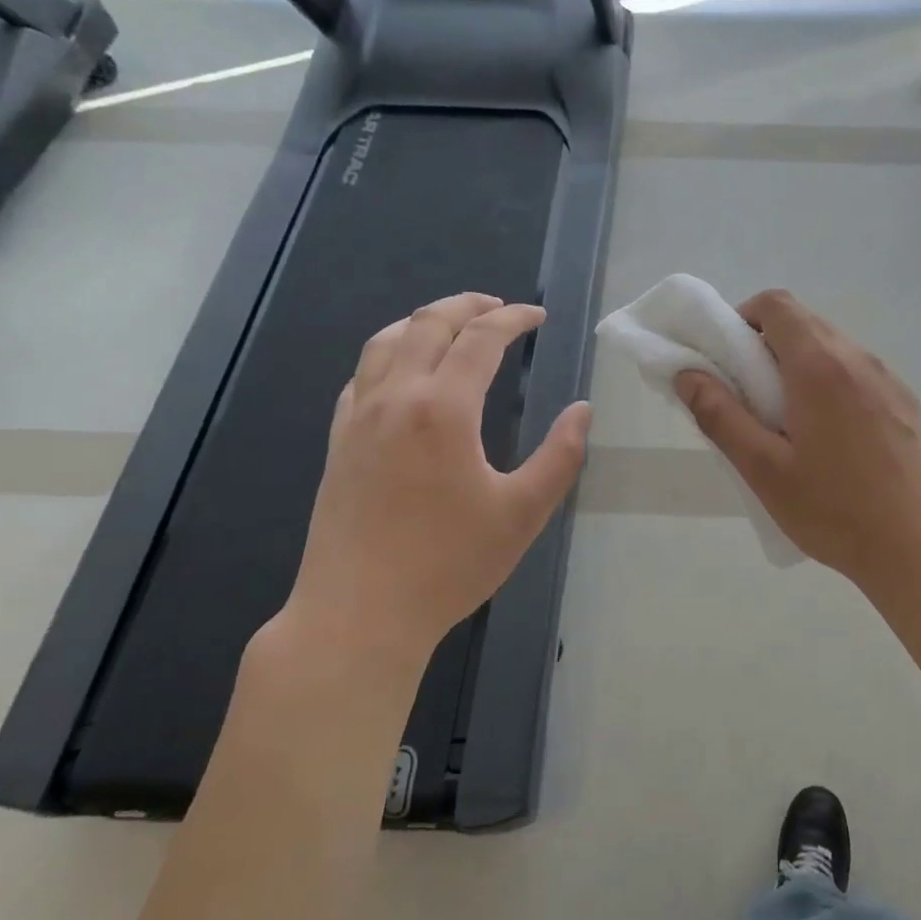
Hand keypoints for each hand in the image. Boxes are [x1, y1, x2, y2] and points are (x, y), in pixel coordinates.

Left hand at [281, 293, 591, 678]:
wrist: (359, 614)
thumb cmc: (448, 565)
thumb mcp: (523, 513)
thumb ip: (559, 456)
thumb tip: (582, 411)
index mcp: (443, 408)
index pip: (481, 338)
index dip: (513, 319)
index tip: (538, 316)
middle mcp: (395, 398)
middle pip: (428, 324)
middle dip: (468, 305)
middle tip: (500, 307)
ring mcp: (358, 418)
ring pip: (385, 341)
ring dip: (423, 321)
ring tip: (451, 324)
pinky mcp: (338, 442)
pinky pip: (360, 376)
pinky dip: (388, 354)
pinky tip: (402, 373)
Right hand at [674, 289, 920, 587]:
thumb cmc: (834, 509)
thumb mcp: (763, 469)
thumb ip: (720, 416)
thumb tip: (688, 375)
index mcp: (819, 366)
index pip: (777, 304)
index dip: (744, 318)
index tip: (730, 359)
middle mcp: (858, 359)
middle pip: (805, 323)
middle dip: (768, 346)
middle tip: (751, 398)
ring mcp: (888, 379)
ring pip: (833, 349)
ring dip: (801, 367)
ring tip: (790, 425)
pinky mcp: (906, 403)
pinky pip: (858, 374)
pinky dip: (832, 385)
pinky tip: (833, 441)